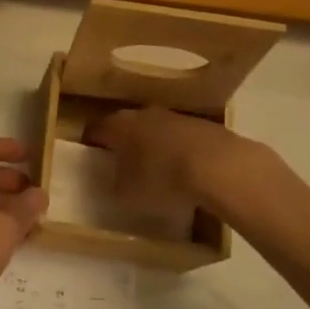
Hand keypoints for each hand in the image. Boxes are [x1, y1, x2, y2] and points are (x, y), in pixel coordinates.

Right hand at [83, 106, 236, 211]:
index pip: (95, 128)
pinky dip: (178, 150)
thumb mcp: (128, 194)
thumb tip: (114, 183)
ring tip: (156, 169)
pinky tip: (185, 171)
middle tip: (121, 163)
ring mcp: (175, 116)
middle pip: (126, 125)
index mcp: (118, 126)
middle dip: (123, 141)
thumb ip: (115, 187)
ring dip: (153, 145)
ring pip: (155, 129)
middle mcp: (143, 114)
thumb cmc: (162, 178)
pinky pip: (181, 138)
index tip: (90, 154)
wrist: (219, 166)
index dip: (91, 141)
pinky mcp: (203, 125)